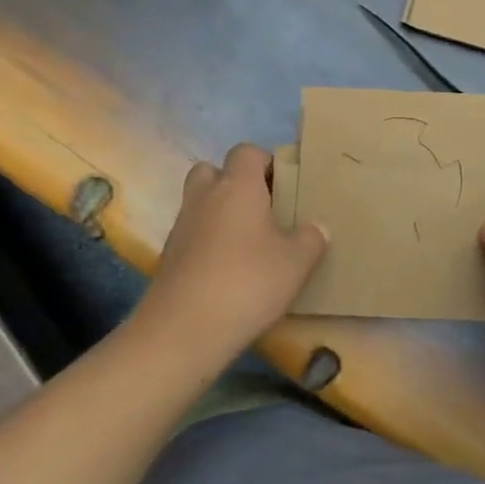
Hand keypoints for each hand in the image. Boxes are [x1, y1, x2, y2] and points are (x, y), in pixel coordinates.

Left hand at [140, 144, 327, 359]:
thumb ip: (311, 239)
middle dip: (234, 183)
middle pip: (214, 171)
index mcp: (237, 186)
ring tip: (247, 243)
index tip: (284, 186)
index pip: (246, 151)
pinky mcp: (168, 258)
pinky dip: (206, 243)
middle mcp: (205, 197)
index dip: (265, 162)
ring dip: (219, 213)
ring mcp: (181, 227)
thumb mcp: (296, 262)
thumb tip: (317, 227)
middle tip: (261, 209)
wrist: (182, 332)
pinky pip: (192, 235)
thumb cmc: (247, 283)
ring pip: (200, 203)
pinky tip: (227, 271)